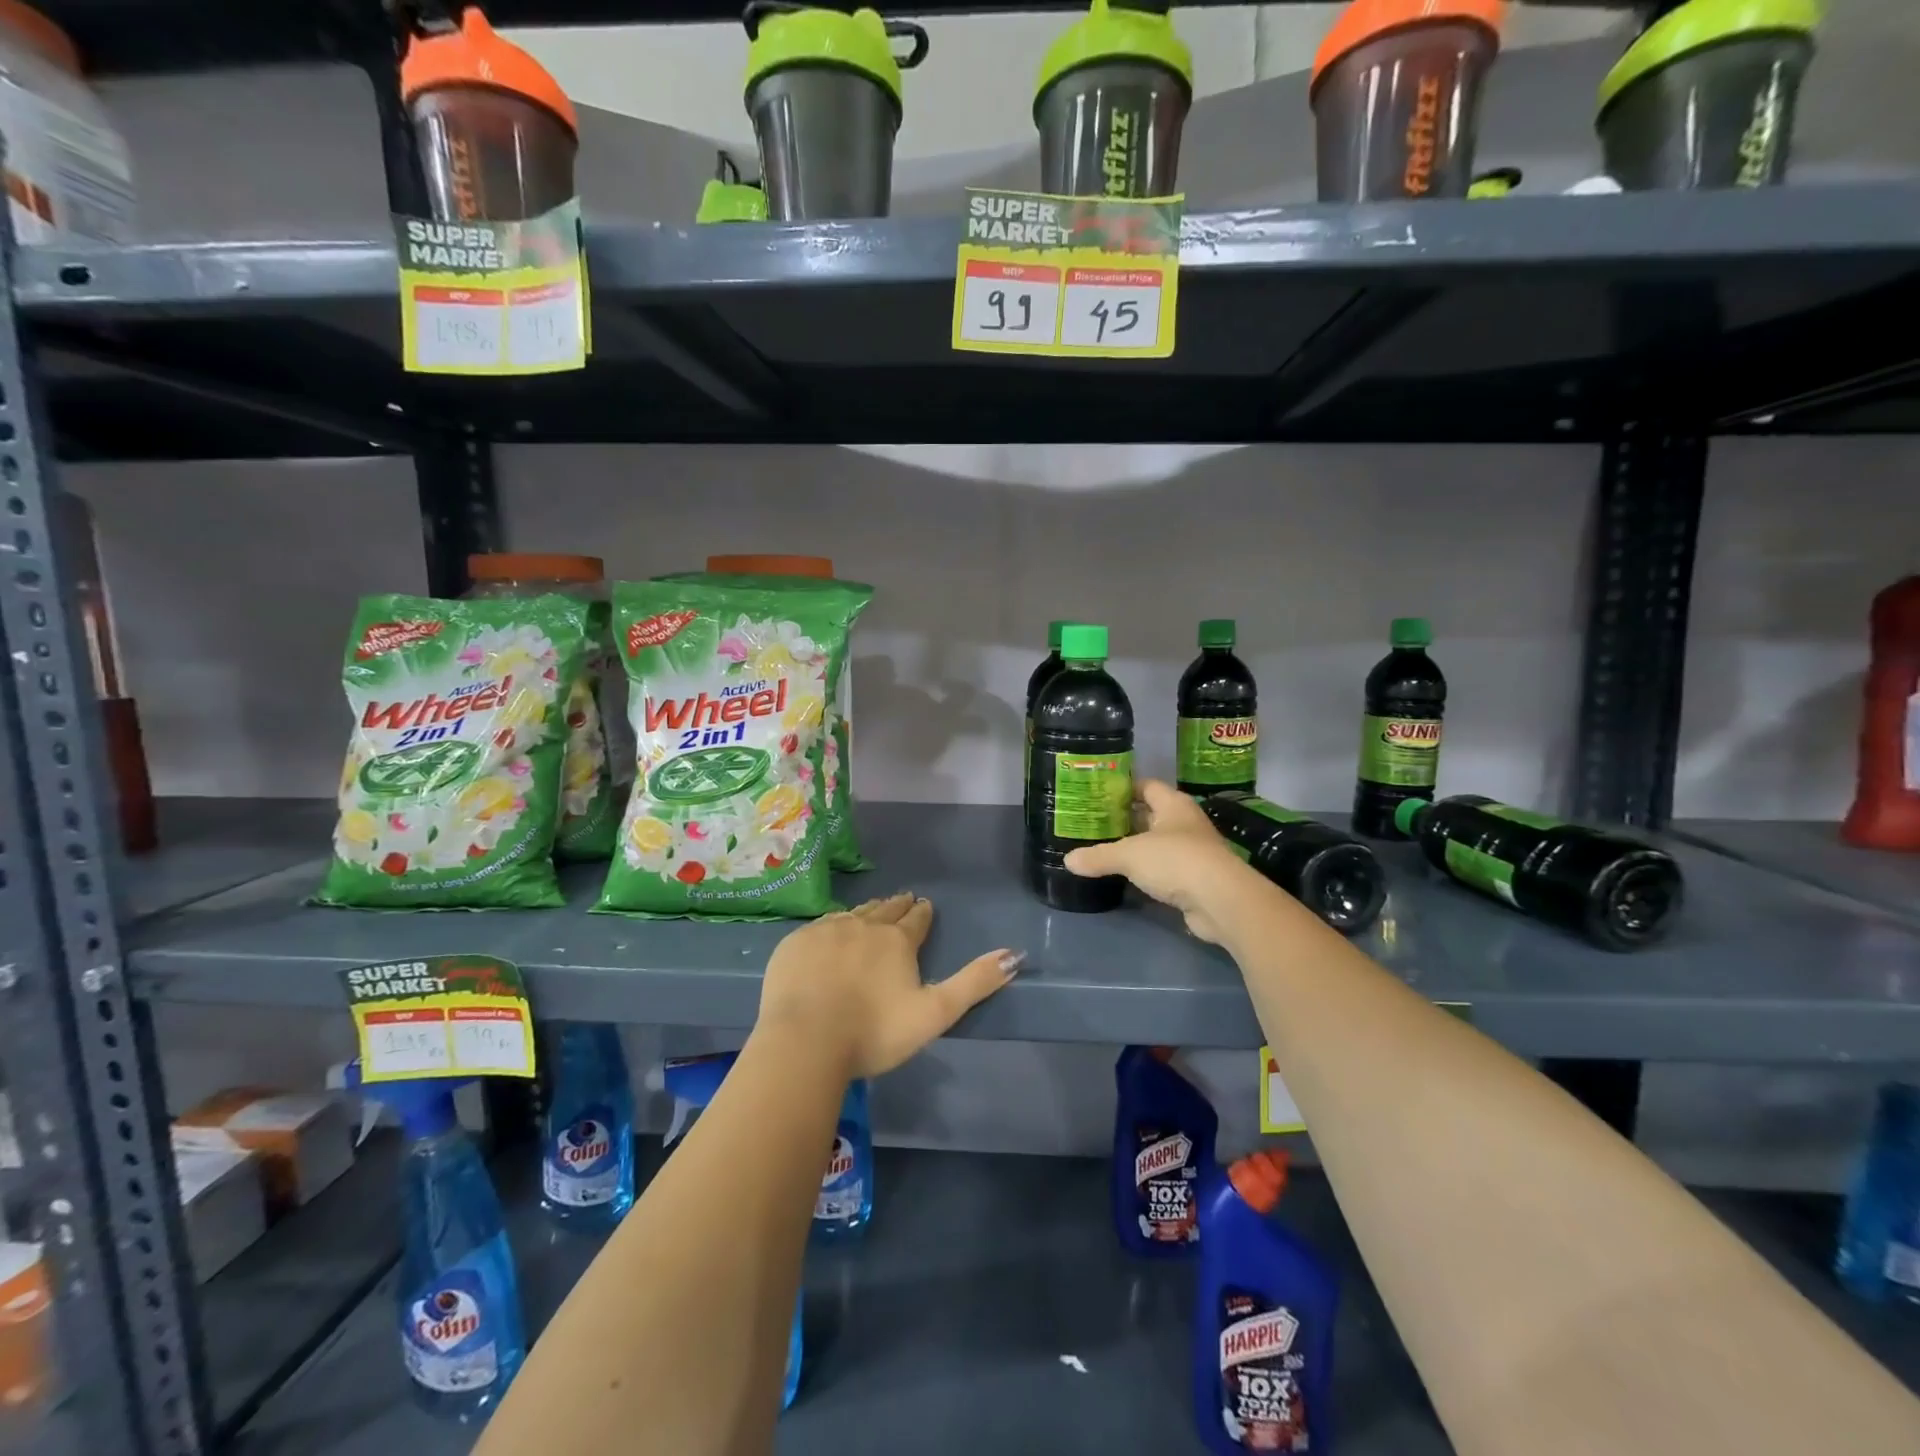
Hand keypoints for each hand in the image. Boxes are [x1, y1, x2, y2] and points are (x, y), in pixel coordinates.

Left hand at [757, 893, 1020, 1078]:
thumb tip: (1014, 954)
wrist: (805, 1040)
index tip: (924, 905)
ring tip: (872, 910)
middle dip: (896, 906)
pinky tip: (831, 930)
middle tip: (902, 900)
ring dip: (866, 912)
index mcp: (897, 941)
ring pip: (852, 914)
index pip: (916, 920)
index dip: (923, 913)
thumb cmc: (874, 1032)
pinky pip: (820, 925)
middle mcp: (863, 925)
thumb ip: (974, 983)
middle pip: (884, 910)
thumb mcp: (934, 1013)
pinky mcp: (795, 943)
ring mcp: (825, 931)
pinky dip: (832, 925)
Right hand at [1063, 780, 1249, 944]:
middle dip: (1124, 819)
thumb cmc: (1176, 861)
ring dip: (1134, 847)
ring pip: (1156, 844)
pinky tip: (1123, 876)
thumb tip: (1068, 861)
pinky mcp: (1194, 879)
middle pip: (1150, 815)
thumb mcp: (1129, 855)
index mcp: (1173, 804)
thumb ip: (1098, 856)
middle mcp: (1185, 823)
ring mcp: (1192, 852)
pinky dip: (1145, 872)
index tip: (1097, 793)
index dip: (1123, 787)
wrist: (1221, 901)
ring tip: (1101, 848)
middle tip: (1092, 822)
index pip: (1146, 786)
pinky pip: (1163, 869)